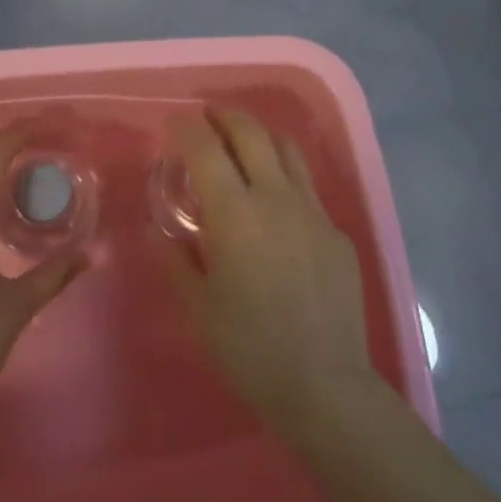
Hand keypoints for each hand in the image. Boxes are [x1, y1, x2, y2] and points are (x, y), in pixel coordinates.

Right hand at [163, 107, 375, 439]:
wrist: (325, 385)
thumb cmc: (250, 349)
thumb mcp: (200, 307)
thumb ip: (178, 261)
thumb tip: (162, 234)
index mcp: (235, 214)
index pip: (206, 148)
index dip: (187, 128)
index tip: (175, 123)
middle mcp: (276, 198)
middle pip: (251, 133)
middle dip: (225, 116)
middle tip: (208, 118)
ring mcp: (313, 211)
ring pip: (288, 150)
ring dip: (260, 136)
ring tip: (243, 143)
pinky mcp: (337, 231)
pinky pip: (308, 188)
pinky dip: (284, 176)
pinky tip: (275, 204)